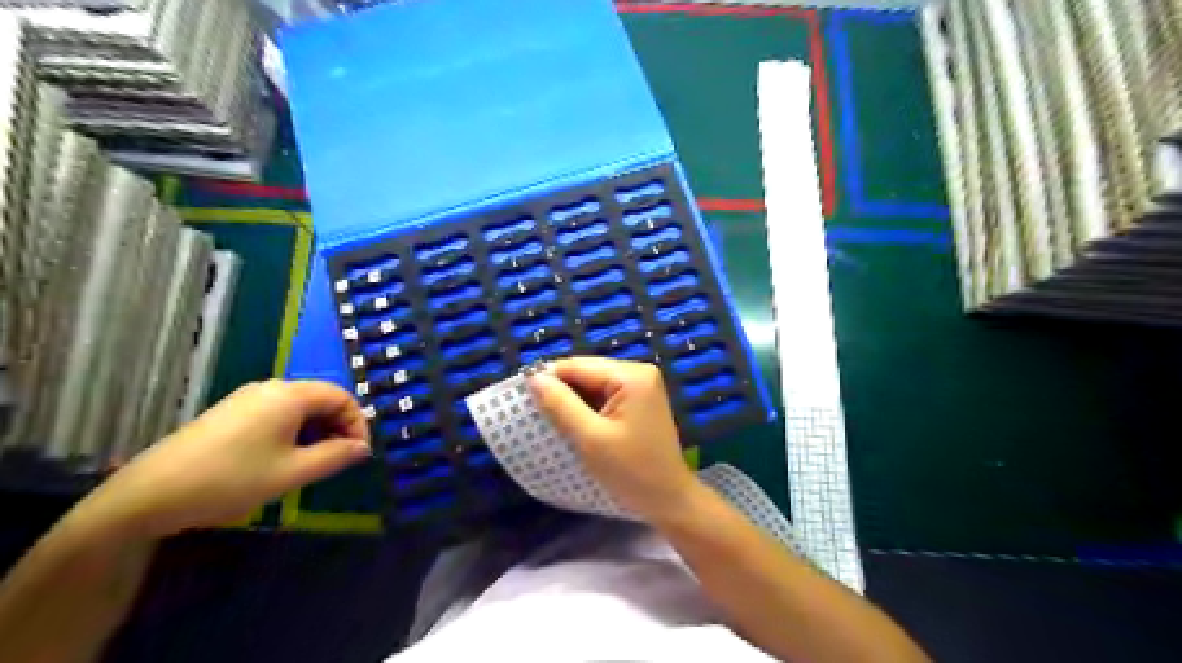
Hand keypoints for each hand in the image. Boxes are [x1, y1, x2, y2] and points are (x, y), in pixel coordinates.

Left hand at [66, 380, 367, 540]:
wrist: (147, 496)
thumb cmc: (230, 480)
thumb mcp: (292, 473)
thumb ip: (335, 456)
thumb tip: (363, 448)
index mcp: (290, 395)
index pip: (342, 397)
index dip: (358, 423)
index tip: (359, 454)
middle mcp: (270, 388)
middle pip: (321, 398)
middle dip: (338, 427)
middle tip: (340, 459)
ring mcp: (247, 399)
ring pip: (299, 407)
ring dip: (317, 431)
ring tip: (315, 462)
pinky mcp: (230, 413)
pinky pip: (277, 414)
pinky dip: (294, 431)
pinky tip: (284, 458)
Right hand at [528, 356, 698, 523]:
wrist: (669, 500)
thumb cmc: (631, 471)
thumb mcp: (590, 438)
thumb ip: (560, 404)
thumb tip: (534, 377)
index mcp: (631, 375)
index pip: (578, 366)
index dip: (548, 379)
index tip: (522, 398)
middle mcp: (639, 372)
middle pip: (587, 372)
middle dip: (561, 391)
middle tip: (535, 413)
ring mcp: (642, 386)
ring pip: (593, 385)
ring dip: (573, 401)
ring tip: (551, 420)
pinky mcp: (639, 402)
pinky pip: (605, 396)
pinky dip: (587, 408)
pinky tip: (574, 424)